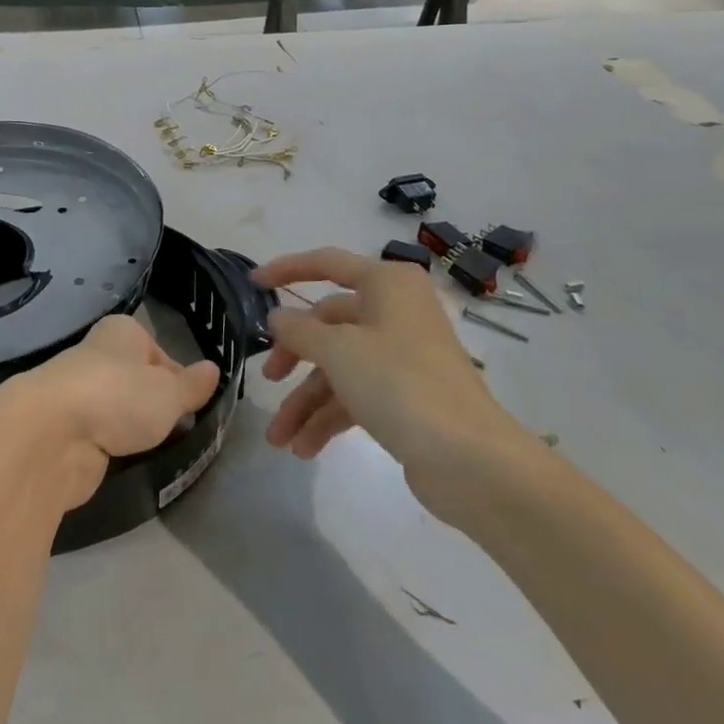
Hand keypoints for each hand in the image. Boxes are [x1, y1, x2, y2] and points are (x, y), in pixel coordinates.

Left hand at [0, 315, 220, 512]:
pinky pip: (99, 435)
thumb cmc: (119, 396)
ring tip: (153, 448)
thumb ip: (192, 385)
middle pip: (136, 380)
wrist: (51, 434)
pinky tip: (124, 461)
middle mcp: (97, 354)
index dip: (178, 379)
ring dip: (132, 428)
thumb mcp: (169, 392)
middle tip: (177, 430)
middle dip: (154, 405)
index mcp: (122, 332)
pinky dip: (112, 447)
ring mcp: (78, 392)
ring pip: (116, 409)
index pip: (159, 352)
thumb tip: (214, 369)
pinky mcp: (65, 428)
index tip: (192, 406)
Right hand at [254, 247, 541, 526]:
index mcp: (386, 284)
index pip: (327, 263)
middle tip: (267, 379)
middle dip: (294, 357)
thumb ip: (299, 330)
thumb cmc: (399, 383)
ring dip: (306, 401)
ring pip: (339, 366)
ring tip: (279, 439)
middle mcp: (395, 311)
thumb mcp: (338, 350)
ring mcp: (402, 355)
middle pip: (329, 323)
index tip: (252, 282)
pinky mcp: (406, 395)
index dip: (287, 269)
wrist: (471, 460)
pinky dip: (329, 418)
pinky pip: (356, 395)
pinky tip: (304, 448)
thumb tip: (277, 317)